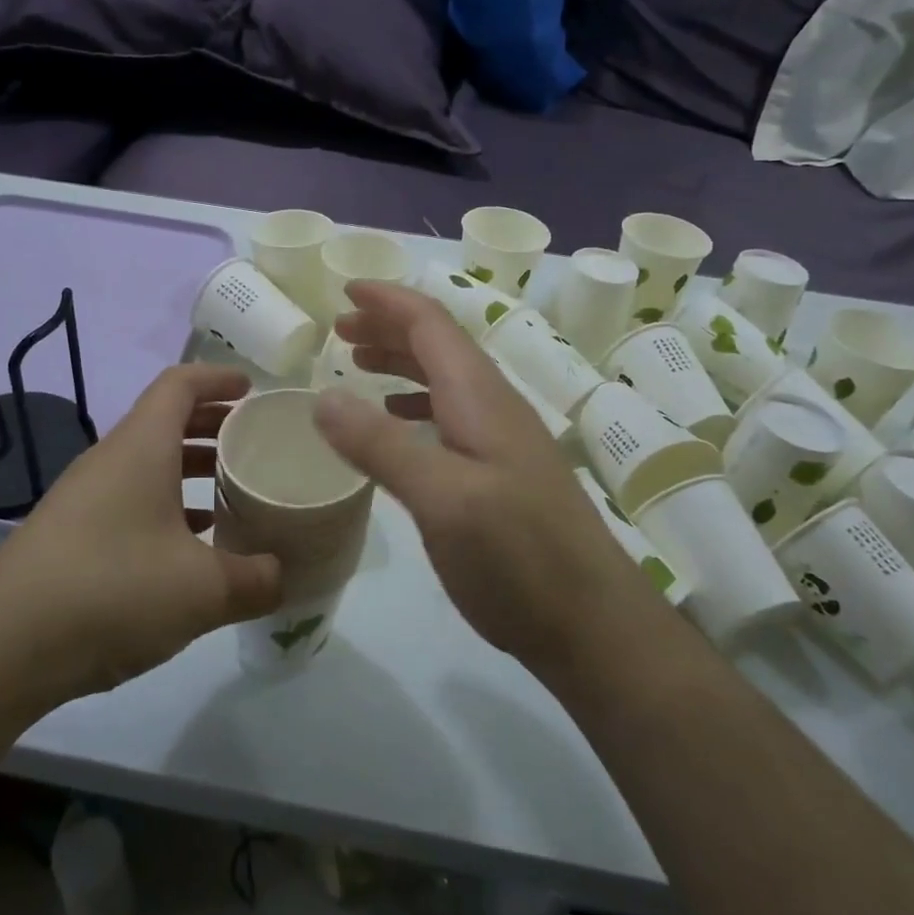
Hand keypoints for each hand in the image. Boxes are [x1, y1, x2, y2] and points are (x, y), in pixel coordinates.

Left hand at [0, 365, 281, 706]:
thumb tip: (282, 576)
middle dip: (212, 425)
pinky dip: (167, 510)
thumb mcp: (203, 588)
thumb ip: (255, 579)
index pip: (180, 384)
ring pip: (148, 466)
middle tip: (254, 443)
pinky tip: (191, 548)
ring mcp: (86, 500)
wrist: (1, 648)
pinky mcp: (72, 538)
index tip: (253, 390)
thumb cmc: (113, 589)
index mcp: (141, 447)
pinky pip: (131, 503)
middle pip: (165, 422)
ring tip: (233, 493)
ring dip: (191, 471)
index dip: (218, 378)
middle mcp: (110, 461)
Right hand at [314, 283, 667, 678]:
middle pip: (438, 345)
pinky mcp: (501, 474)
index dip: (388, 300)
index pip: (431, 324)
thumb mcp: (441, 498)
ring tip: (358, 366)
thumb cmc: (517, 556)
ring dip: (400, 363)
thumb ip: (381, 444)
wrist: (592, 625)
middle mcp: (493, 406)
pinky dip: (415, 406)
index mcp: (480, 396)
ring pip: (444, 380)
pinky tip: (398, 425)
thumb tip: (321, 396)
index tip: (344, 289)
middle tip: (340, 329)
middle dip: (389, 327)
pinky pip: (451, 417)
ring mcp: (502, 441)